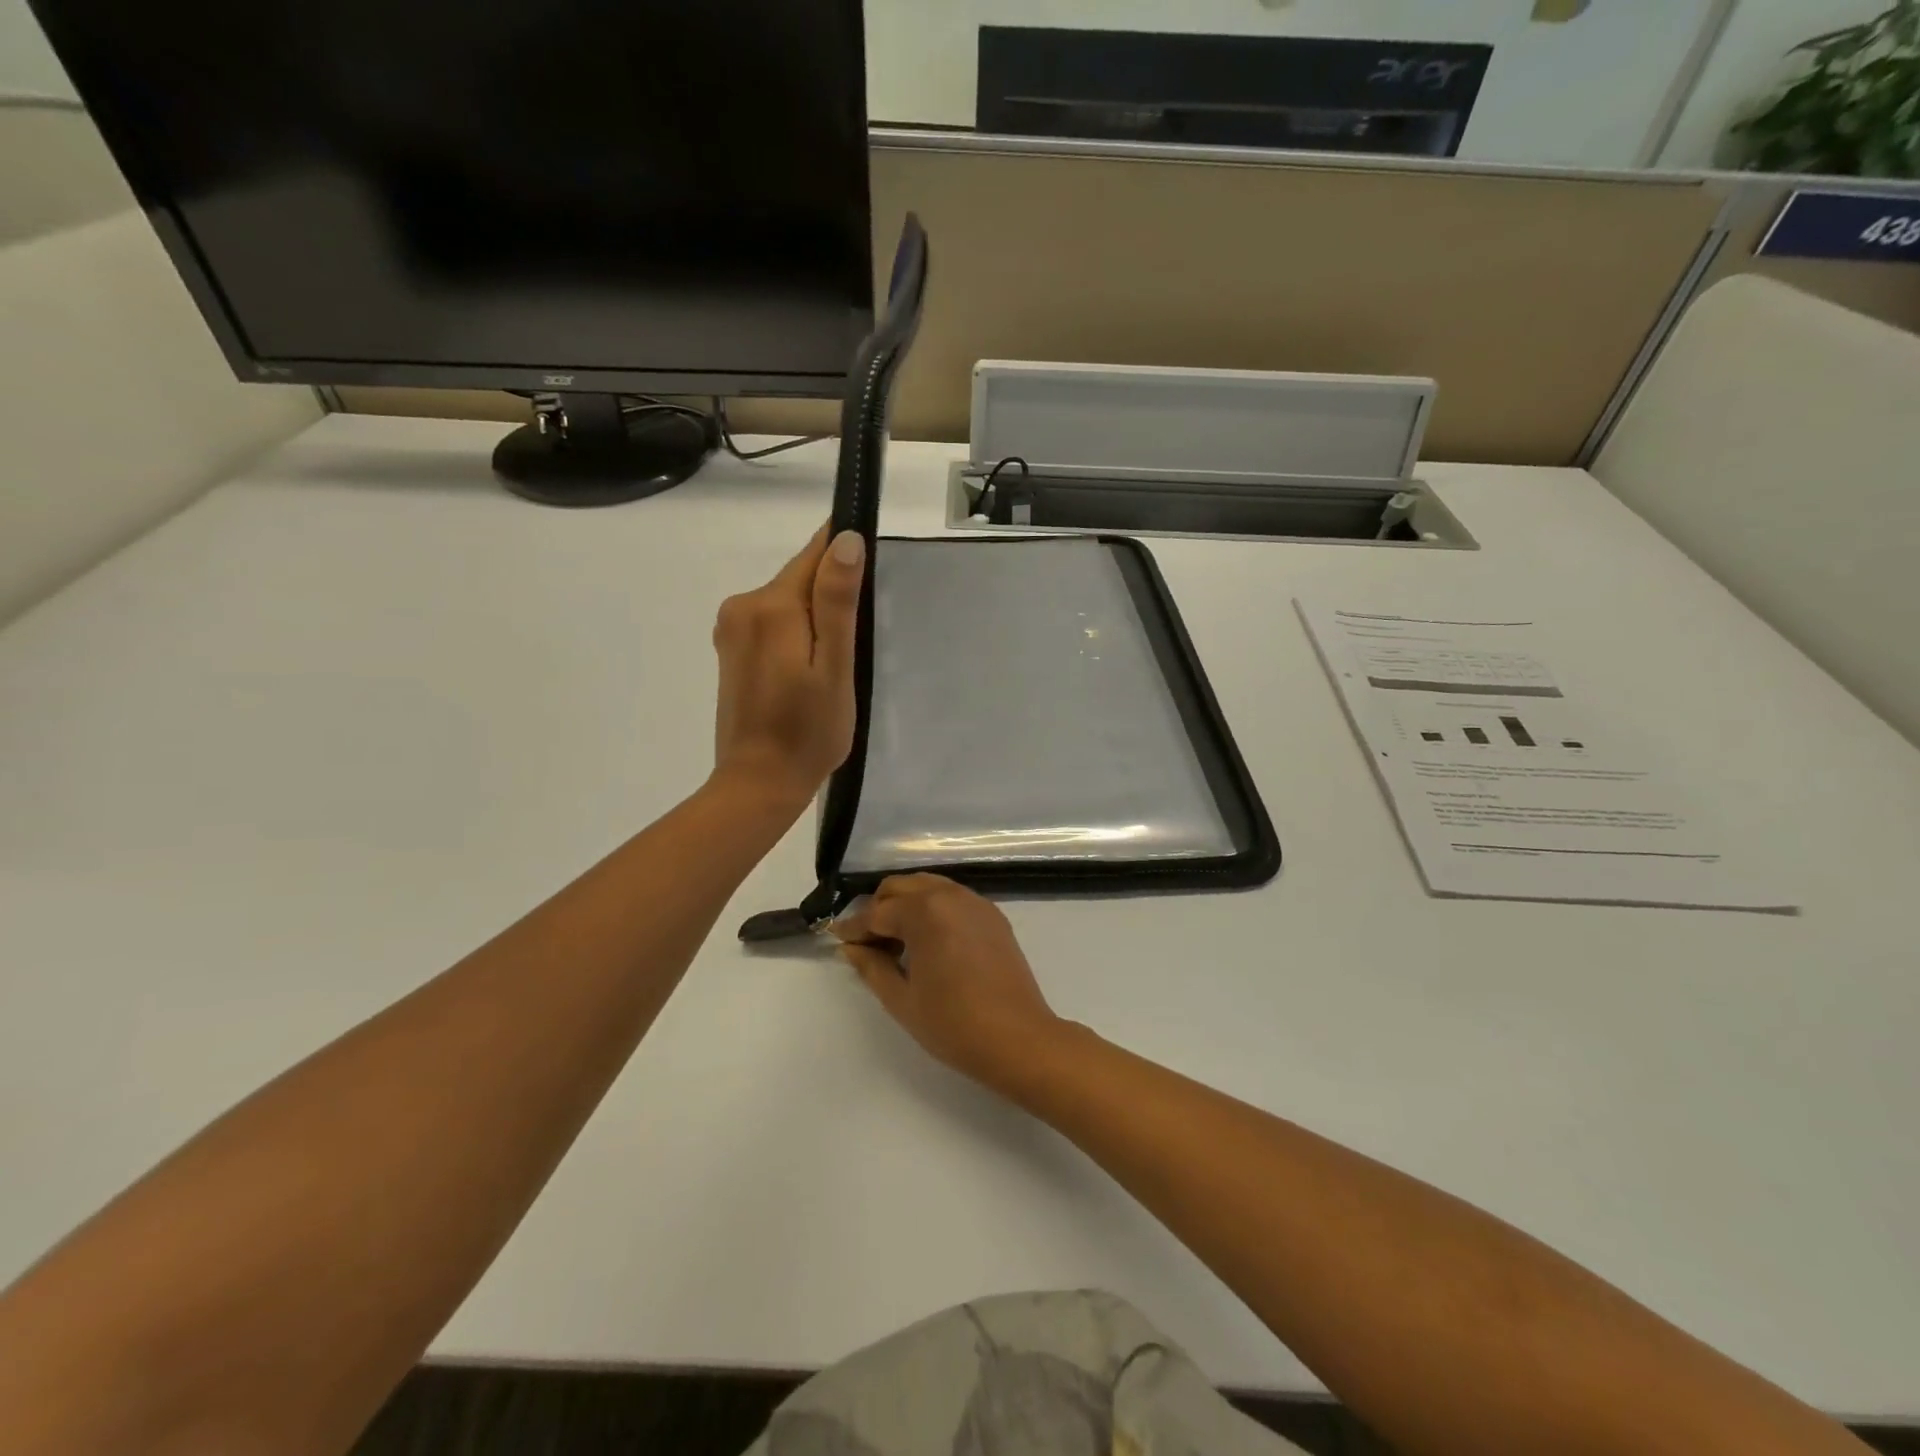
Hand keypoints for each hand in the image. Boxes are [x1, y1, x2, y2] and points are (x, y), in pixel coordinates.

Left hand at [711, 525, 865, 814]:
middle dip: (832, 598)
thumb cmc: (808, 731)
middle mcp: (743, 606)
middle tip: (855, 646)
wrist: (759, 783)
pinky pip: (773, 624)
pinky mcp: (731, 650)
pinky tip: (809, 672)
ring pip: (788, 602)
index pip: (815, 553)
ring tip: (835, 665)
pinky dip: (797, 635)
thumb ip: (838, 602)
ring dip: (815, 620)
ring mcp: (732, 629)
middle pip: (800, 579)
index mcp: (771, 606)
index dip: (845, 556)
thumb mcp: (835, 667)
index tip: (871, 579)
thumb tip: (846, 540)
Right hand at [835, 875, 1065, 1096]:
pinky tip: (929, 944)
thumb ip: (871, 966)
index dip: (854, 928)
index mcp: (925, 911)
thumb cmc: (953, 1024)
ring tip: (898, 945)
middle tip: (868, 945)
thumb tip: (851, 947)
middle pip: (901, 887)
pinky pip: (952, 899)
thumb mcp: (902, 999)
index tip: (837, 940)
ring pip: (928, 888)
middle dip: (879, 909)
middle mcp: (950, 895)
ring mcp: (976, 902)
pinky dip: (933, 910)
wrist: (1018, 1039)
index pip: (877, 912)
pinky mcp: (993, 915)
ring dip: (906, 907)